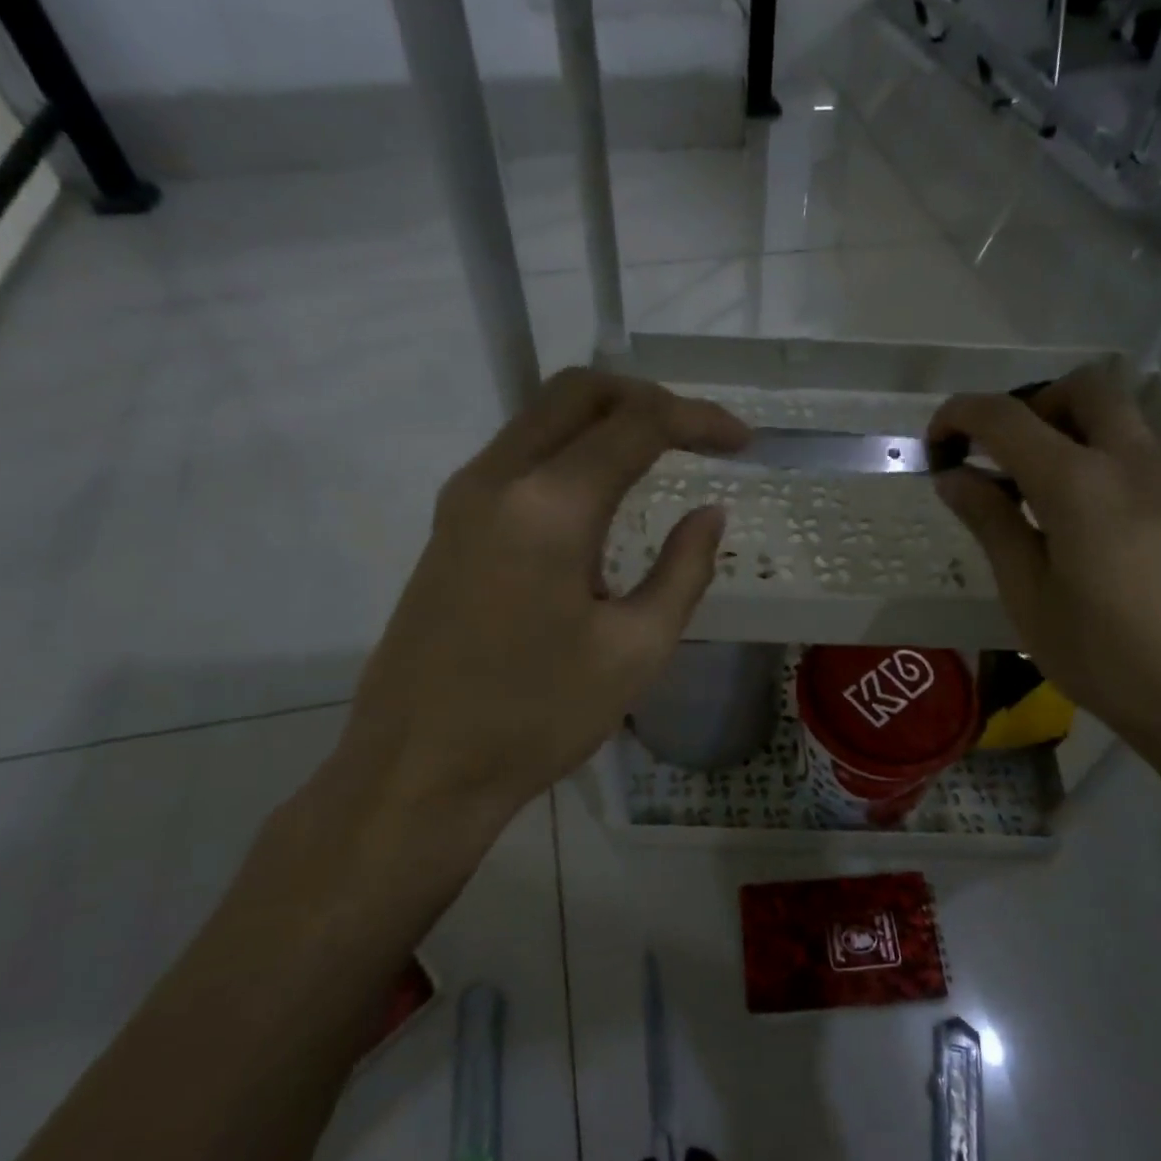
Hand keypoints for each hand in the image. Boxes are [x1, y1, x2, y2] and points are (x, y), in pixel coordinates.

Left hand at [263, 369, 748, 949]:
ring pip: (541, 416)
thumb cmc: (536, 717)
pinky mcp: (448, 524)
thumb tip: (709, 514)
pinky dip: (570, 449)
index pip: (636, 423)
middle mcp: (496, 478)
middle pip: (578, 391)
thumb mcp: (635, 650)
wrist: (417, 770)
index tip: (743, 442)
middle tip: (699, 435)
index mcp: (548, 505)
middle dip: (648, 397)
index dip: (698, 420)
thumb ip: (683, 570)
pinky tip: (602, 495)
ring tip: (662, 456)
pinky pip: (518, 454)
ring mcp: (462, 497)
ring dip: (606, 419)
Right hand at [929, 360, 1160, 761]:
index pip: (1006, 418)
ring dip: (1083, 432)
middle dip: (1034, 406)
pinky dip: (1123, 462)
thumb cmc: (1112, 661)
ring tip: (1063, 499)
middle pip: (1084, 387)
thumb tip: (956, 478)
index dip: (960, 416)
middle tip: (1011, 461)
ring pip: (1130, 416)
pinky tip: (1119, 526)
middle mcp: (1138, 460)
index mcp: (1079, 485)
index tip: (938, 444)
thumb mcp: (1030, 600)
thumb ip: (992, 526)